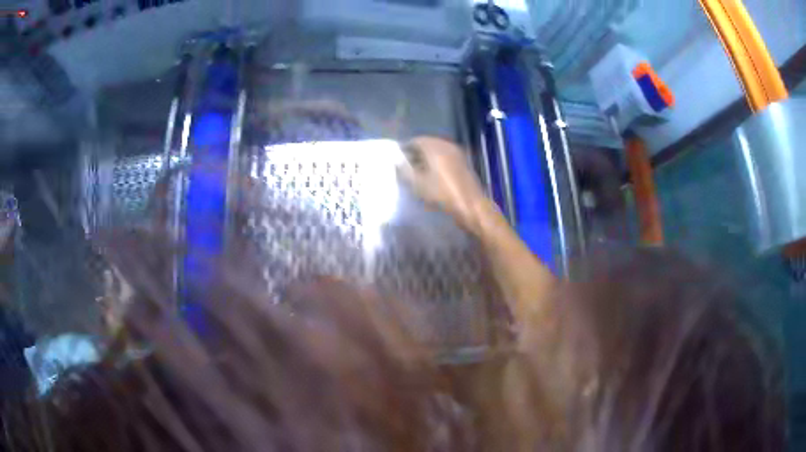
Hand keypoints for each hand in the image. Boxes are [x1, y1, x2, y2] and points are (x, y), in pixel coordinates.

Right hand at [397, 137, 488, 231]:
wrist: (470, 205)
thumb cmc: (442, 194)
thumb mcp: (417, 184)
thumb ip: (404, 170)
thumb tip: (396, 160)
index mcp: (434, 146)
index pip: (415, 141)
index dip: (405, 149)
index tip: (397, 158)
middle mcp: (446, 145)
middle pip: (427, 144)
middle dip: (415, 153)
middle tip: (405, 165)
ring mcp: (457, 153)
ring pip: (437, 151)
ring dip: (426, 158)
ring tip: (417, 171)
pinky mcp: (463, 163)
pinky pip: (445, 157)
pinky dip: (437, 162)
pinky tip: (432, 175)